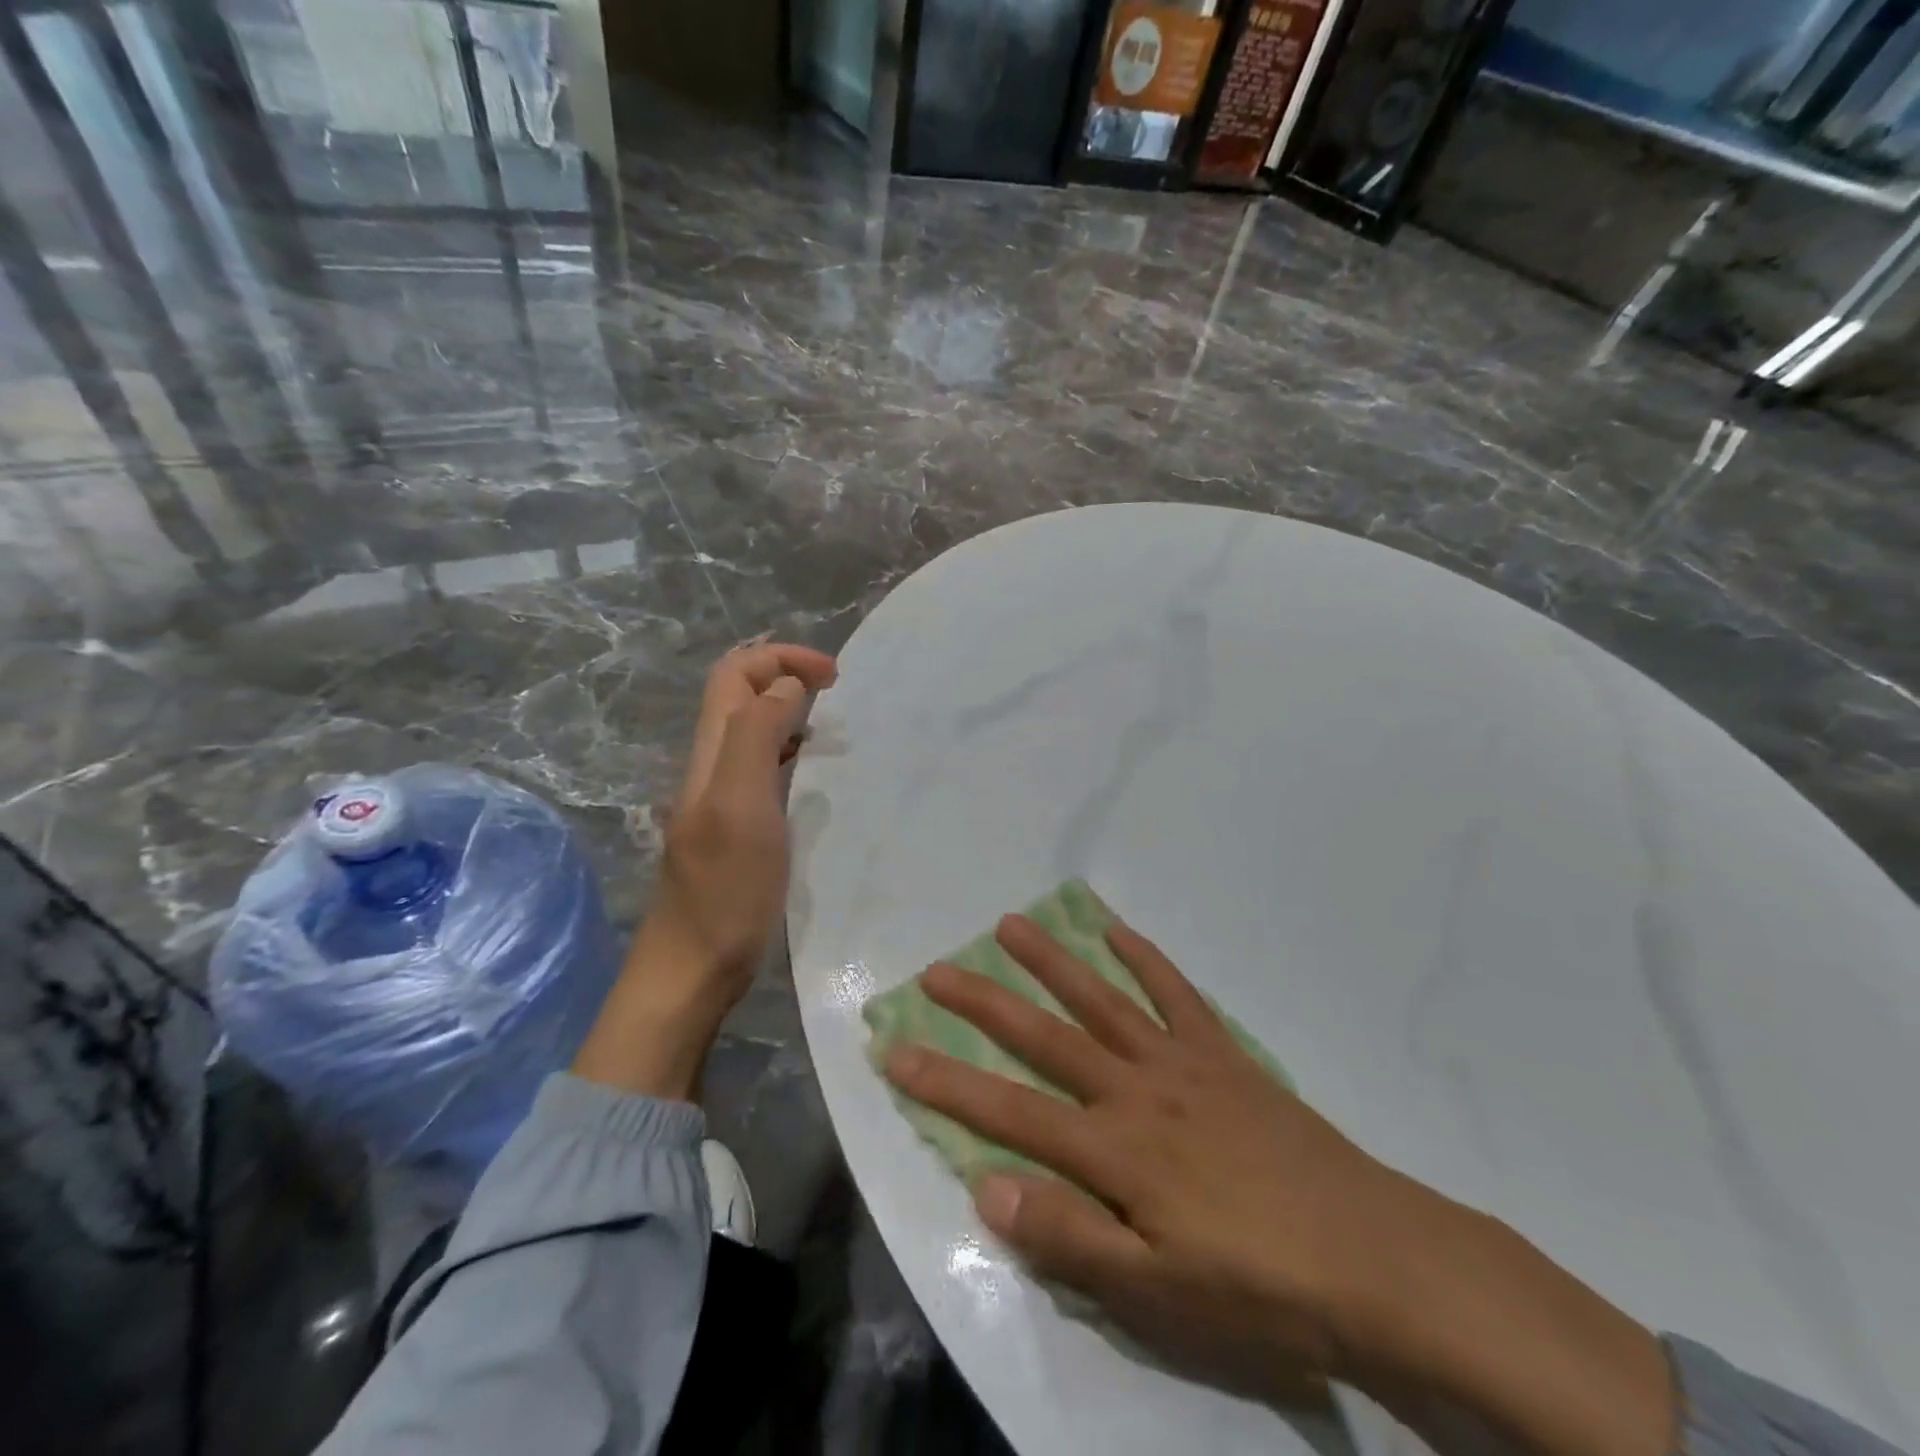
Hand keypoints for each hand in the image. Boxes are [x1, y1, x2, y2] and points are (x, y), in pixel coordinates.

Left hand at [574, 641, 836, 1098]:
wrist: (694, 968)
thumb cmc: (725, 890)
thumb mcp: (740, 805)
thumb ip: (756, 735)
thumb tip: (787, 686)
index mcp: (712, 753)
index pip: (735, 673)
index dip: (781, 658)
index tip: (834, 676)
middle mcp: (713, 766)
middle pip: (740, 695)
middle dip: (787, 675)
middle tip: (838, 693)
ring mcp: (724, 798)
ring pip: (753, 730)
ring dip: (791, 712)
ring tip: (835, 725)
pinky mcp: (738, 828)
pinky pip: (765, 768)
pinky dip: (793, 752)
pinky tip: (818, 774)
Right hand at [882, 913, 1412, 1404]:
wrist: (1375, 1260)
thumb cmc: (1260, 1288)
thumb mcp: (1159, 1294)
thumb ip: (1070, 1236)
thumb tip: (985, 1185)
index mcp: (1115, 1148)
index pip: (1008, 1111)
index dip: (946, 1082)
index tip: (896, 1050)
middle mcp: (1137, 1089)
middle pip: (1044, 1036)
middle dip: (984, 1002)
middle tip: (938, 968)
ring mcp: (1182, 1063)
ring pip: (1101, 999)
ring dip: (1052, 961)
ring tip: (1011, 925)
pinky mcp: (1223, 1056)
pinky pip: (1177, 995)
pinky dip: (1145, 959)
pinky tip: (1116, 930)